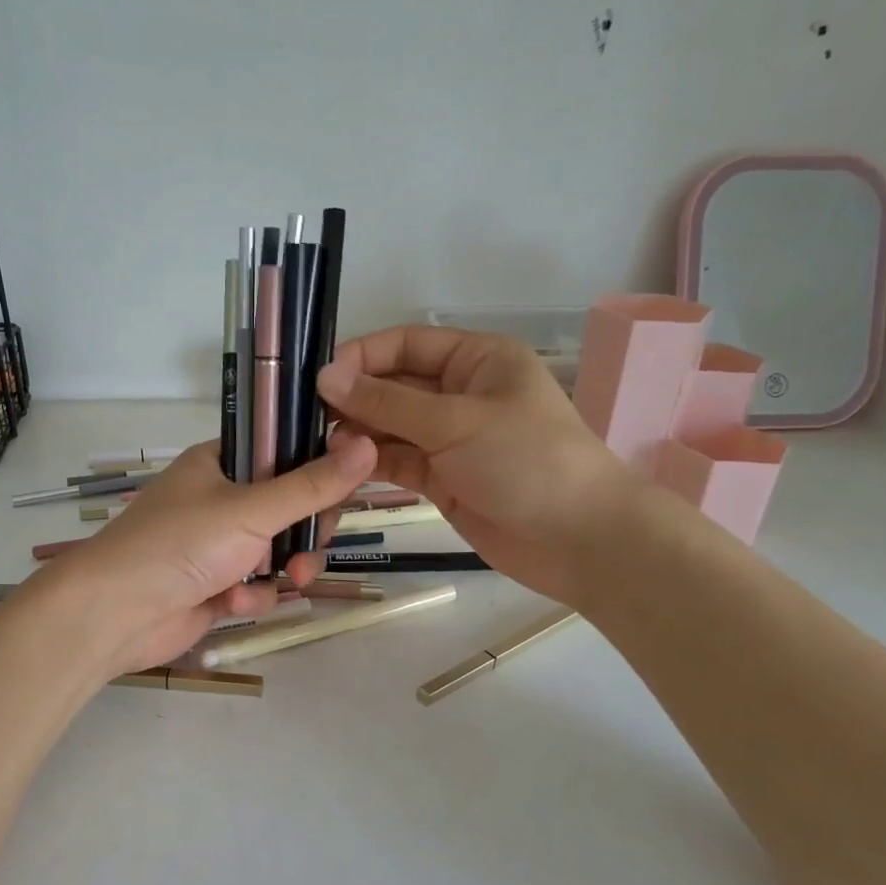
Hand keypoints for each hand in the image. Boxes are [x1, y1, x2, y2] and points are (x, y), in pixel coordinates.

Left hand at [28, 434, 376, 678]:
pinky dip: (253, 594)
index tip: (347, 485)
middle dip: (306, 532)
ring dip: (285, 568)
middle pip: (289, 507)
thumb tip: (368, 444)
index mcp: (222, 463)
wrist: (115, 613)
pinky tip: (234, 602)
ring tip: (288, 580)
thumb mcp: (251, 510)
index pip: (285, 452)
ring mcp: (217, 544)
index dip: (318, 467)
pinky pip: (256, 584)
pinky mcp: (215, 585)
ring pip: (278, 551)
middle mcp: (221, 498)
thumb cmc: (179, 544)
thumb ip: (312, 486)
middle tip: (312, 546)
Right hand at [316, 326, 635, 606]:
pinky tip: (339, 468)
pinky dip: (370, 463)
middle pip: (394, 386)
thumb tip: (325, 377)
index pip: (406, 344)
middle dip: (354, 399)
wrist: (578, 539)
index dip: (362, 356)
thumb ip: (387, 402)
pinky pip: (397, 461)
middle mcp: (459, 393)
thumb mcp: (455, 422)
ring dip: (357, 434)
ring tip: (320, 447)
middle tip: (307, 418)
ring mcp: (449, 439)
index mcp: (476, 360)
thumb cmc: (526, 461)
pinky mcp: (441, 478)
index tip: (319, 378)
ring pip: (390, 427)